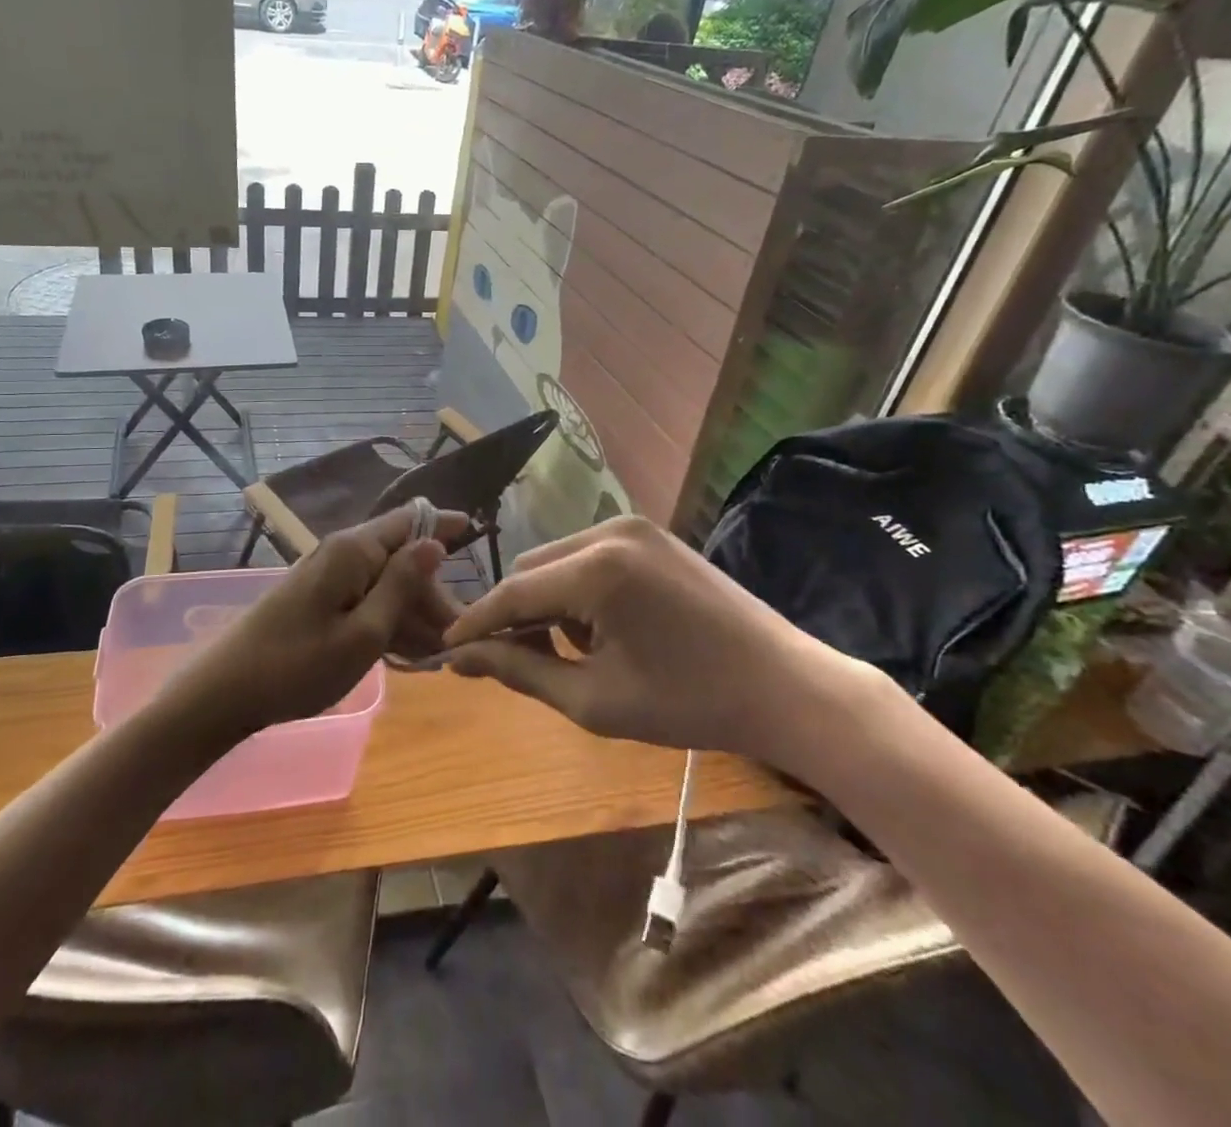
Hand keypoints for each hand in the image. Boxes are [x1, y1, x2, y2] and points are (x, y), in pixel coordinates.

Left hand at [155, 505, 469, 740]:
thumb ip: (402, 585)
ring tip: (439, 656)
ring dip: (413, 614)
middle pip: (401, 559)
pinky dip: (387, 624)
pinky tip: (407, 657)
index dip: (444, 524)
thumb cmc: (297, 665)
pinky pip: (364, 602)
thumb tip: (434, 543)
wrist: (224, 692)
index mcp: (354, 551)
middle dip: (432, 593)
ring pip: (385, 585)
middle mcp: (342, 554)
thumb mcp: (364, 633)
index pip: (409, 520)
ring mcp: (327, 578)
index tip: (476, 531)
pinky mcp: (317, 602)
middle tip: (458, 637)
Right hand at [439, 516, 878, 774]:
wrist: (786, 686)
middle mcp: (609, 530)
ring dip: (547, 602)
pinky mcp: (651, 533)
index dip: (474, 623)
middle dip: (516, 614)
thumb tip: (460, 659)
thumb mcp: (595, 699)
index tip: (444, 651)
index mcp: (596, 569)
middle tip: (519, 663)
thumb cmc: (691, 704)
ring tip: (573, 652)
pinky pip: (588, 555)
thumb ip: (519, 671)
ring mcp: (634, 526)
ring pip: (556, 559)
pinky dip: (577, 589)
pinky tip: (604, 628)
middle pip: (530, 569)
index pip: (512, 592)